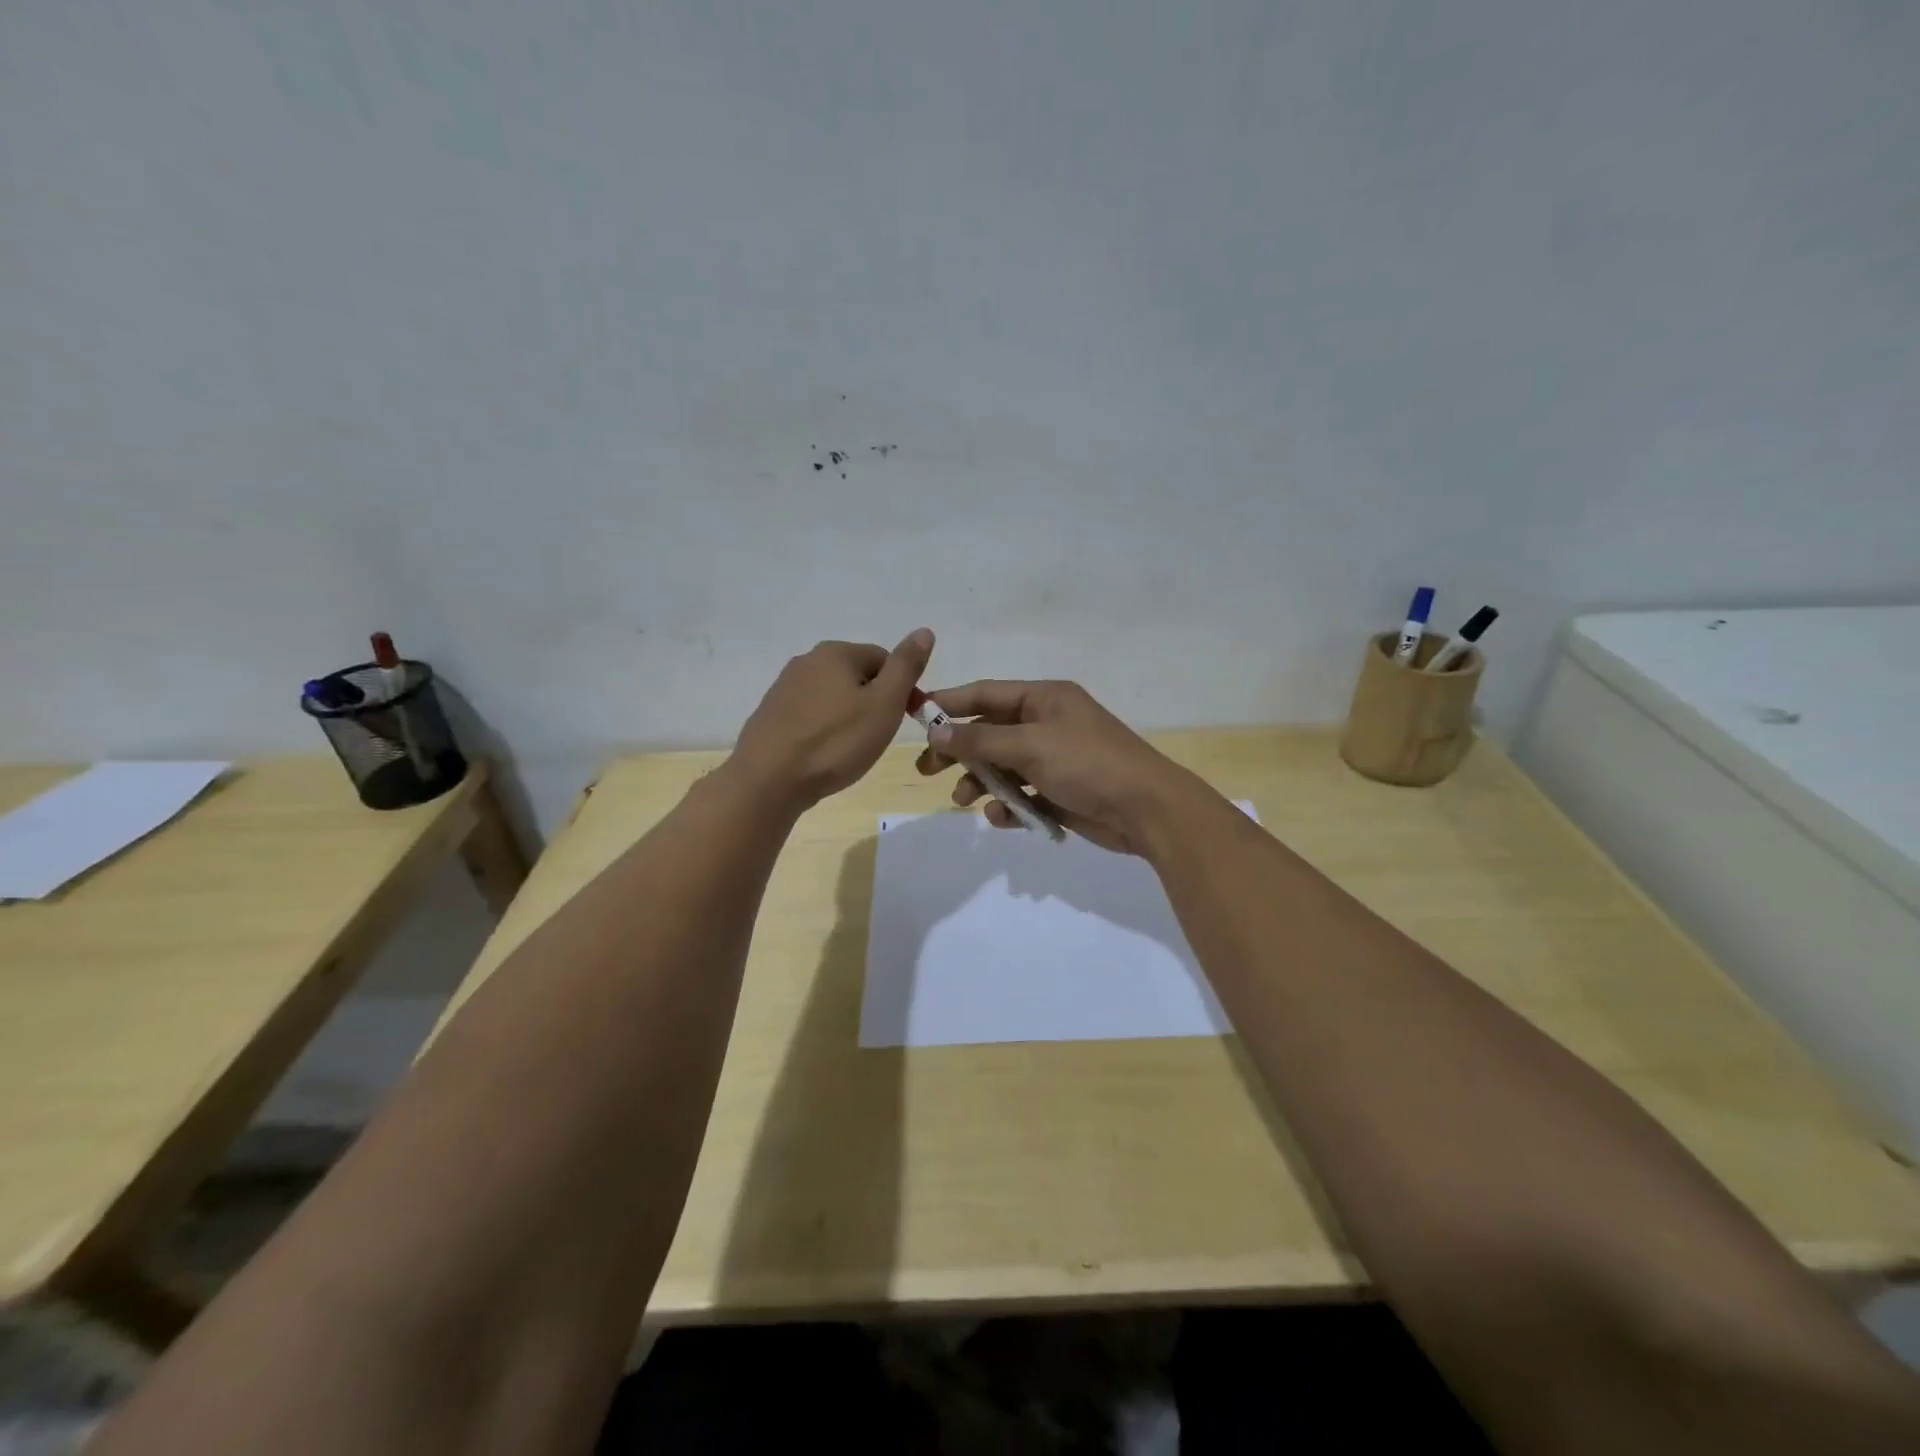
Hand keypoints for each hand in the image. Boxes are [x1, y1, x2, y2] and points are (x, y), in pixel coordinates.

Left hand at [732, 630, 934, 809]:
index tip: (907, 720)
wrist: (769, 780)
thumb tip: (924, 631)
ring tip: (851, 750)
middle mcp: (807, 660)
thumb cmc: (836, 741)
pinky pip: (811, 715)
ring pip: (833, 696)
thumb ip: (906, 666)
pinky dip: (824, 730)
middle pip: (857, 676)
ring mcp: (784, 687)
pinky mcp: (771, 714)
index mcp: (836, 652)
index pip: (885, 659)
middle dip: (874, 703)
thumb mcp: (884, 703)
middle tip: (878, 737)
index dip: (903, 689)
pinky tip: (824, 754)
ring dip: (848, 717)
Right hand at [914, 679, 1213, 855]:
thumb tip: (936, 731)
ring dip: (981, 781)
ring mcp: (1054, 758)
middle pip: (989, 732)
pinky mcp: (1060, 791)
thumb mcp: (1030, 746)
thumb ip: (979, 740)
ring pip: (1003, 766)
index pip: (985, 694)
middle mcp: (1046, 723)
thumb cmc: (1087, 764)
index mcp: (1044, 698)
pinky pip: (1022, 794)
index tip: (915, 717)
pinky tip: (1002, 817)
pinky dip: (1009, 804)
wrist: (1146, 810)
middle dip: (959, 750)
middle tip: (927, 770)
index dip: (949, 703)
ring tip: (964, 799)